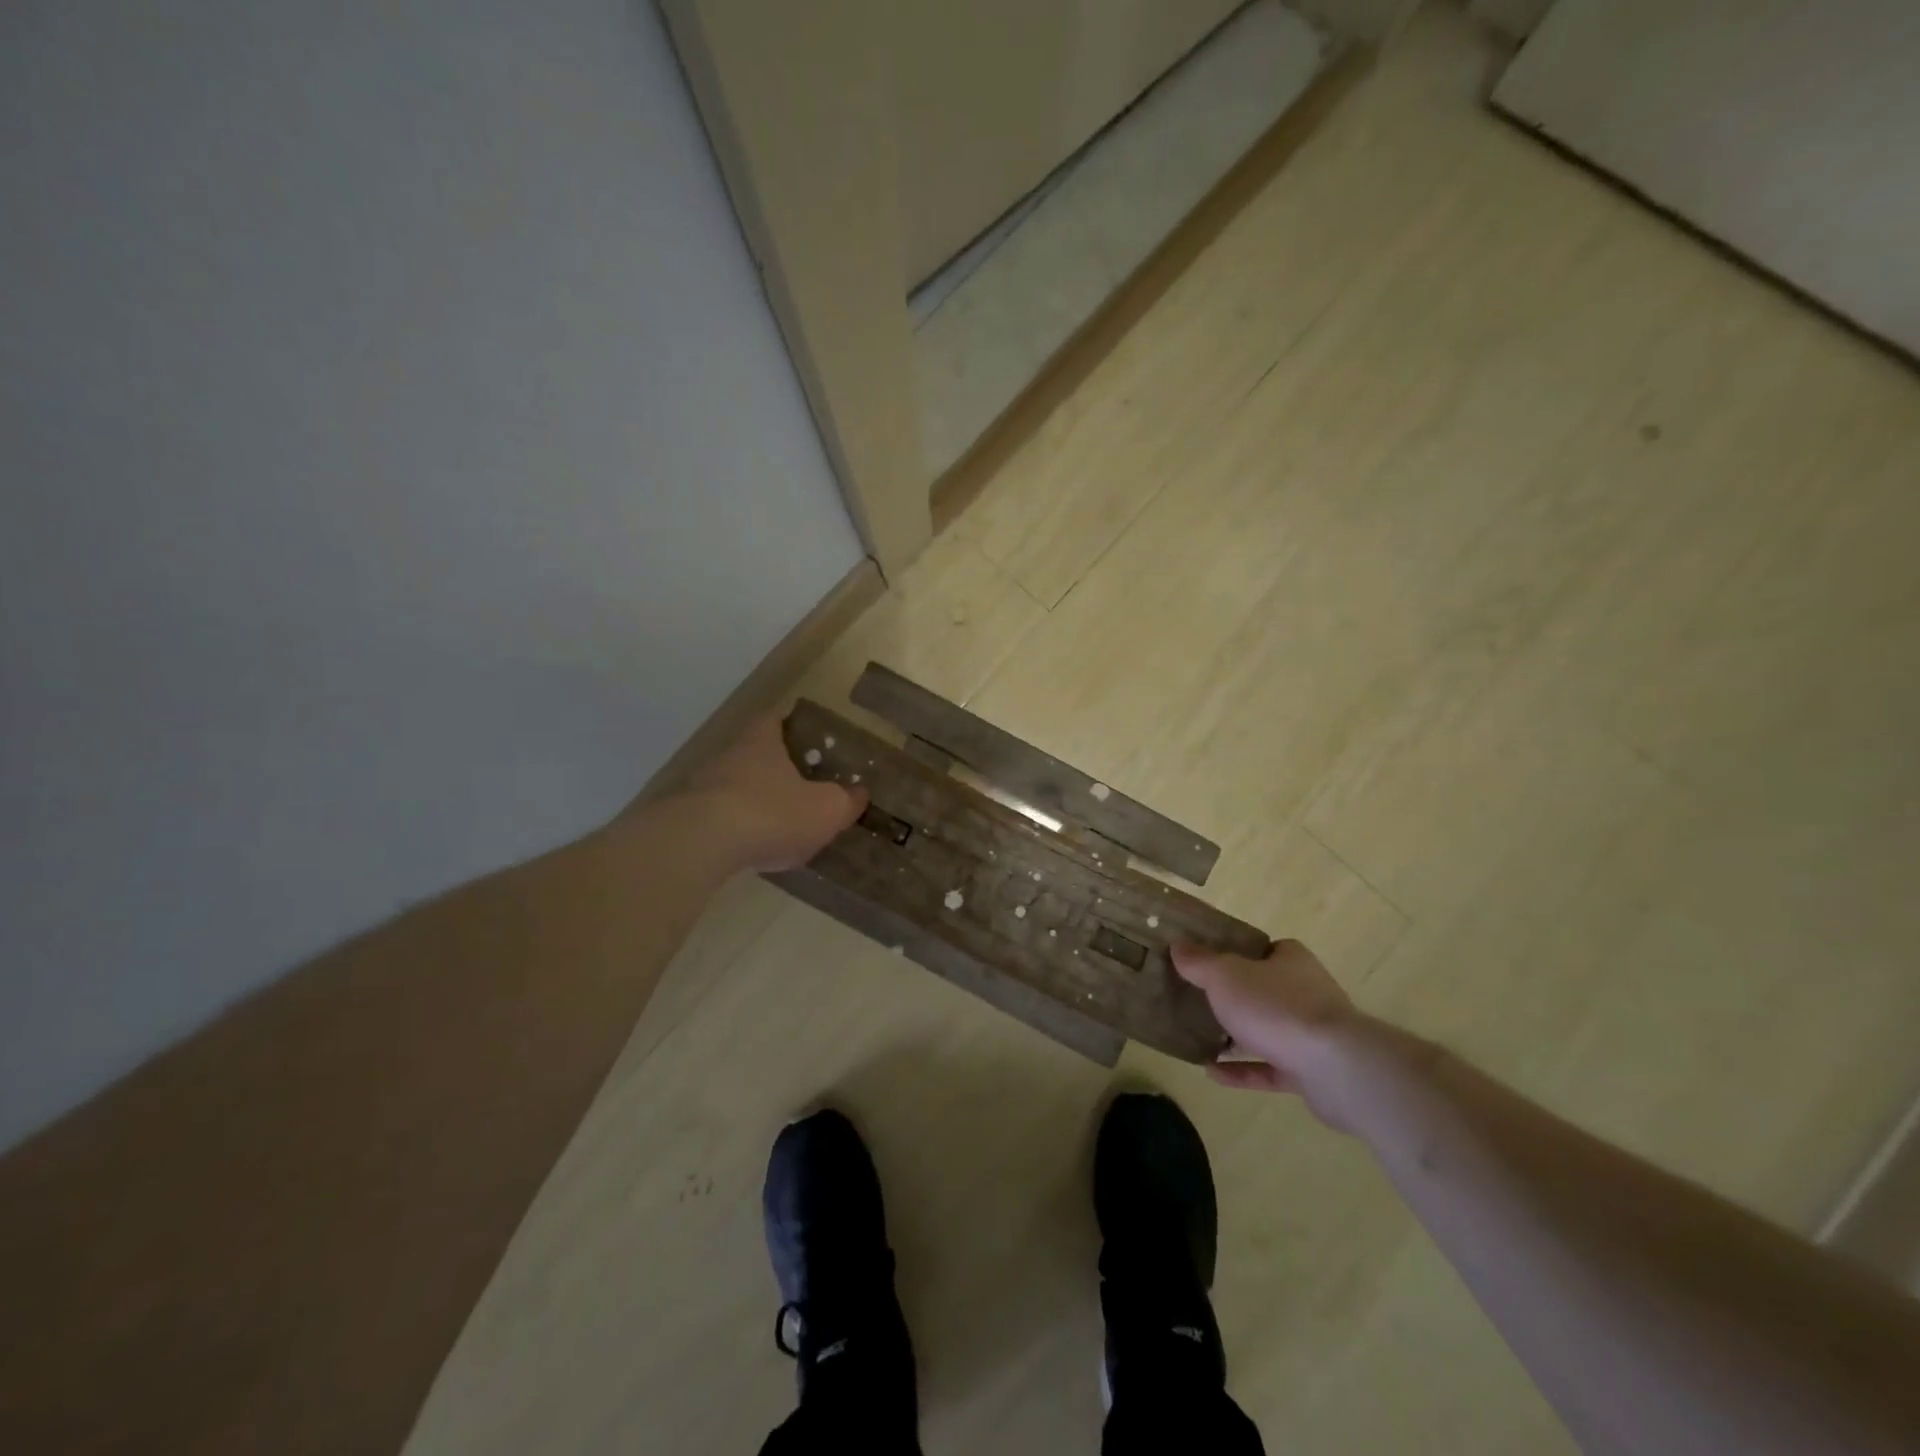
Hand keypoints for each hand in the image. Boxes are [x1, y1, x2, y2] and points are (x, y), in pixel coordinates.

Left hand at [653, 715, 866, 872]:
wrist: (700, 844)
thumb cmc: (772, 812)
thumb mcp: (825, 810)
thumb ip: (846, 801)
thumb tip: (859, 793)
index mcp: (763, 742)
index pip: (775, 719)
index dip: (792, 724)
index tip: (807, 736)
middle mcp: (729, 756)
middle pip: (754, 753)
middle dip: (776, 767)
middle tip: (801, 784)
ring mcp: (702, 786)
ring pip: (735, 785)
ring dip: (755, 799)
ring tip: (779, 822)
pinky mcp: (686, 818)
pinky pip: (719, 817)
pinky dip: (736, 827)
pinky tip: (751, 847)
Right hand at [1173, 940, 1364, 1126]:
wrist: (1335, 1068)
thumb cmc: (1276, 1007)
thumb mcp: (1225, 976)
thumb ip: (1200, 962)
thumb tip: (1178, 946)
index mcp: (1291, 961)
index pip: (1267, 949)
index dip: (1240, 953)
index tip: (1211, 962)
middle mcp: (1307, 992)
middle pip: (1266, 989)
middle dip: (1237, 996)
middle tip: (1199, 999)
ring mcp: (1311, 1034)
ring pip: (1269, 1030)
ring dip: (1239, 1035)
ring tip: (1201, 1037)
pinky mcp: (1312, 1072)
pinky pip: (1270, 1068)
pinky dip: (1243, 1071)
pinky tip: (1212, 1073)